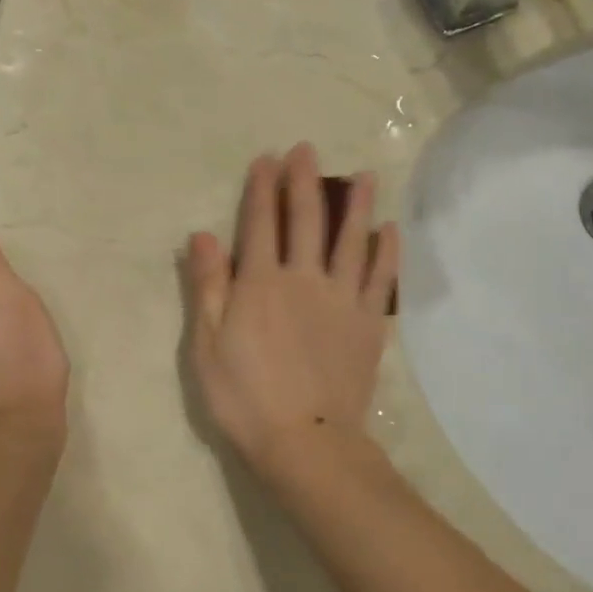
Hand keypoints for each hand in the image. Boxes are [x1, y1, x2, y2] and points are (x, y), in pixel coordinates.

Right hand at [184, 144, 398, 470]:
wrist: (304, 441)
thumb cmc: (244, 395)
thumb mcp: (207, 343)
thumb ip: (208, 286)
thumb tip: (203, 235)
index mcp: (260, 283)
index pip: (260, 224)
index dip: (262, 189)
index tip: (266, 160)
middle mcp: (303, 279)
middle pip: (306, 220)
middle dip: (304, 182)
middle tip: (306, 150)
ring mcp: (341, 299)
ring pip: (350, 240)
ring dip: (355, 205)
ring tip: (363, 174)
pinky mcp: (368, 323)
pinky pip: (380, 278)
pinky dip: (385, 251)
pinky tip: (389, 229)